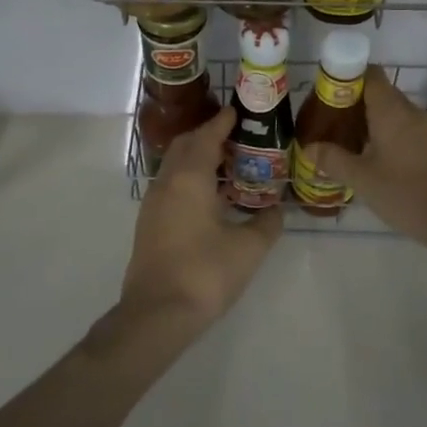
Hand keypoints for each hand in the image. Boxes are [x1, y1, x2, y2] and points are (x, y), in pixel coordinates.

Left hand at [119, 106, 281, 332]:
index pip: (206, 136)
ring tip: (228, 165)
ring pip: (175, 166)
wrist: (157, 314)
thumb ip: (267, 223)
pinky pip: (171, 186)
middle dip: (208, 136)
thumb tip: (277, 210)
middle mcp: (167, 183)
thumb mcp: (249, 248)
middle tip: (236, 137)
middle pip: (186, 146)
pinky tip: (210, 197)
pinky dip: (190, 179)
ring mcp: (153, 204)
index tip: (237, 111)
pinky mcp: (149, 224)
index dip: (222, 122)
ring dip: (198, 158)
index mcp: (190, 178)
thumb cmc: (205, 273)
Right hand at [302, 66, 426, 246]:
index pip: (370, 74)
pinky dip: (391, 138)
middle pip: (381, 94)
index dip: (347, 78)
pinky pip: (409, 131)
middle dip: (355, 105)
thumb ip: (333, 160)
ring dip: (373, 124)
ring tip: (351, 146)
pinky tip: (378, 162)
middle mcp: (412, 111)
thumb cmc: (406, 193)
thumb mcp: (362, 179)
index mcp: (392, 110)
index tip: (328, 96)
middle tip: (332, 126)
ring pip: (395, 115)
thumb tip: (308, 148)